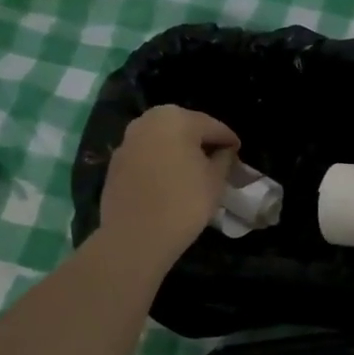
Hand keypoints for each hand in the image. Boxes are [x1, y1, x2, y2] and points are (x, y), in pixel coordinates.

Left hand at [99, 105, 239, 269]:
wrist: (135, 236)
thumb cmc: (184, 203)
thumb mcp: (216, 181)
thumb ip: (224, 158)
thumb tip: (224, 150)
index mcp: (177, 118)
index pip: (212, 126)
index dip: (229, 140)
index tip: (238, 152)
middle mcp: (148, 121)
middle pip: (184, 127)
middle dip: (201, 141)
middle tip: (216, 159)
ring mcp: (128, 140)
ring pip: (162, 140)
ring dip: (178, 150)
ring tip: (193, 171)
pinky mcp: (115, 162)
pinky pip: (146, 155)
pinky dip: (160, 162)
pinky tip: (169, 180)